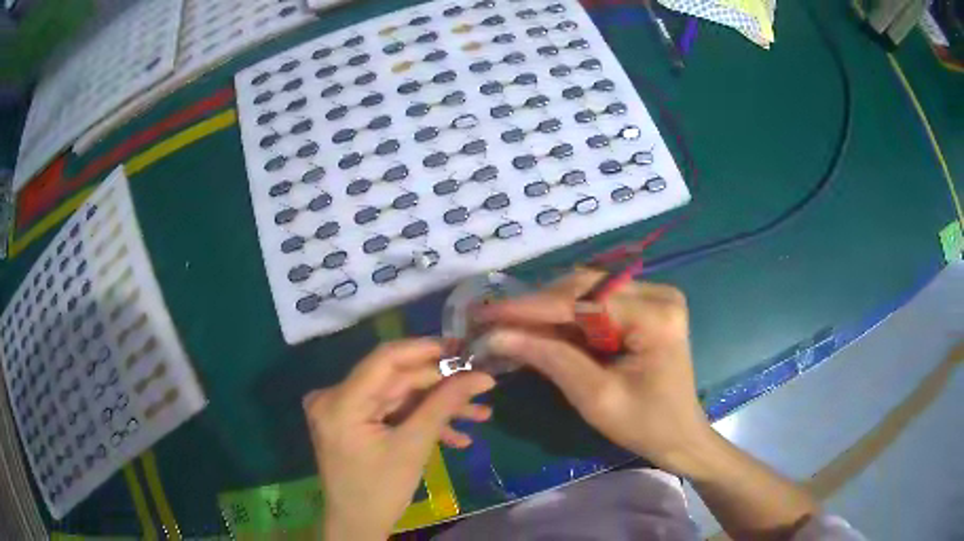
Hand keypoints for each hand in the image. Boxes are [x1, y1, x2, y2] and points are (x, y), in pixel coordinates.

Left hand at [304, 339, 494, 540]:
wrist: (358, 525)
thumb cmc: (380, 491)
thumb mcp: (413, 447)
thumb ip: (444, 405)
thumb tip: (481, 375)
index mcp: (340, 401)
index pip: (385, 359)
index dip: (425, 350)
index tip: (463, 348)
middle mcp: (335, 397)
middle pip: (396, 380)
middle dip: (441, 387)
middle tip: (481, 387)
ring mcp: (343, 410)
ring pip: (399, 398)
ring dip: (438, 408)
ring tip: (480, 416)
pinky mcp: (354, 422)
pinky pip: (391, 413)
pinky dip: (420, 422)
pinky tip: (456, 437)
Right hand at [478, 269, 714, 475]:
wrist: (679, 435)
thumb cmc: (644, 424)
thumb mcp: (596, 397)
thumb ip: (550, 359)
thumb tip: (499, 335)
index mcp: (656, 316)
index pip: (584, 301)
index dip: (532, 307)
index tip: (488, 313)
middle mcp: (659, 294)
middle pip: (586, 288)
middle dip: (538, 306)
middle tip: (494, 319)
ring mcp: (655, 297)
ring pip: (588, 292)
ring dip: (550, 310)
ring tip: (511, 324)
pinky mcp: (647, 307)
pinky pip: (598, 303)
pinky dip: (568, 318)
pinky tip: (541, 328)